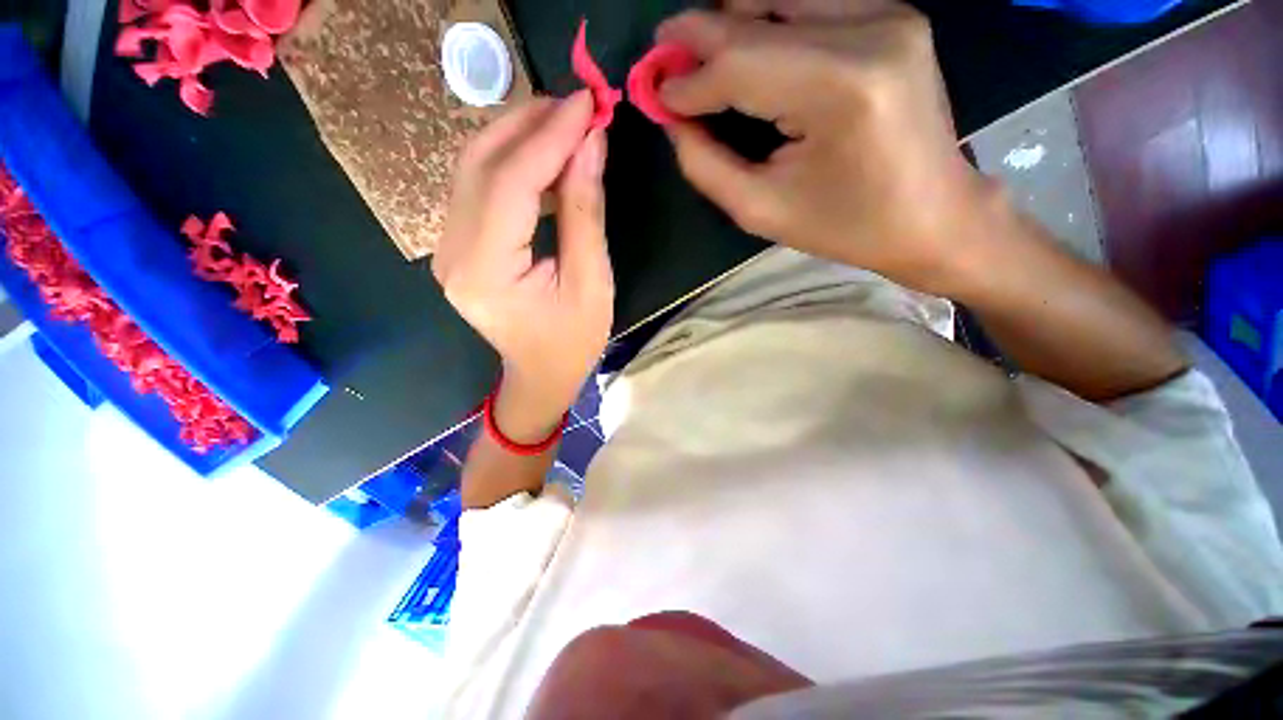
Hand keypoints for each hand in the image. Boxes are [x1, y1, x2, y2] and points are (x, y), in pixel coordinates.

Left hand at [434, 92, 612, 439]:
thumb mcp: (592, 282)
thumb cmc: (573, 341)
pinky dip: (512, 162)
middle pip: (480, 163)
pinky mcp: (458, 245)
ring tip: (566, 125)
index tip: (588, 103)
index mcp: (486, 271)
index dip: (549, 136)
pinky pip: (479, 187)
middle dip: (529, 124)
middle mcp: (452, 253)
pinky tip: (544, 157)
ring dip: (519, 136)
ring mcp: (448, 248)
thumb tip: (591, 144)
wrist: (540, 375)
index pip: (510, 182)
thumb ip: (585, 212)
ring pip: (473, 168)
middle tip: (577, 106)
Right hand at [658, 1, 999, 295]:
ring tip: (699, 56)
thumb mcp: (762, 211)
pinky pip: (811, 2)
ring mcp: (888, 13)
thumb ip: (707, 164)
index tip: (653, 91)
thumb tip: (672, 117)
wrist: (933, 216)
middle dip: (699, 37)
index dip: (688, 78)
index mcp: (840, 90)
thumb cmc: (845, 227)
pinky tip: (747, 49)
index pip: (740, 63)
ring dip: (731, 23)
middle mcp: (869, 30)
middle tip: (662, 55)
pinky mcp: (892, 14)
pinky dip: (768, 20)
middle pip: (758, 15)